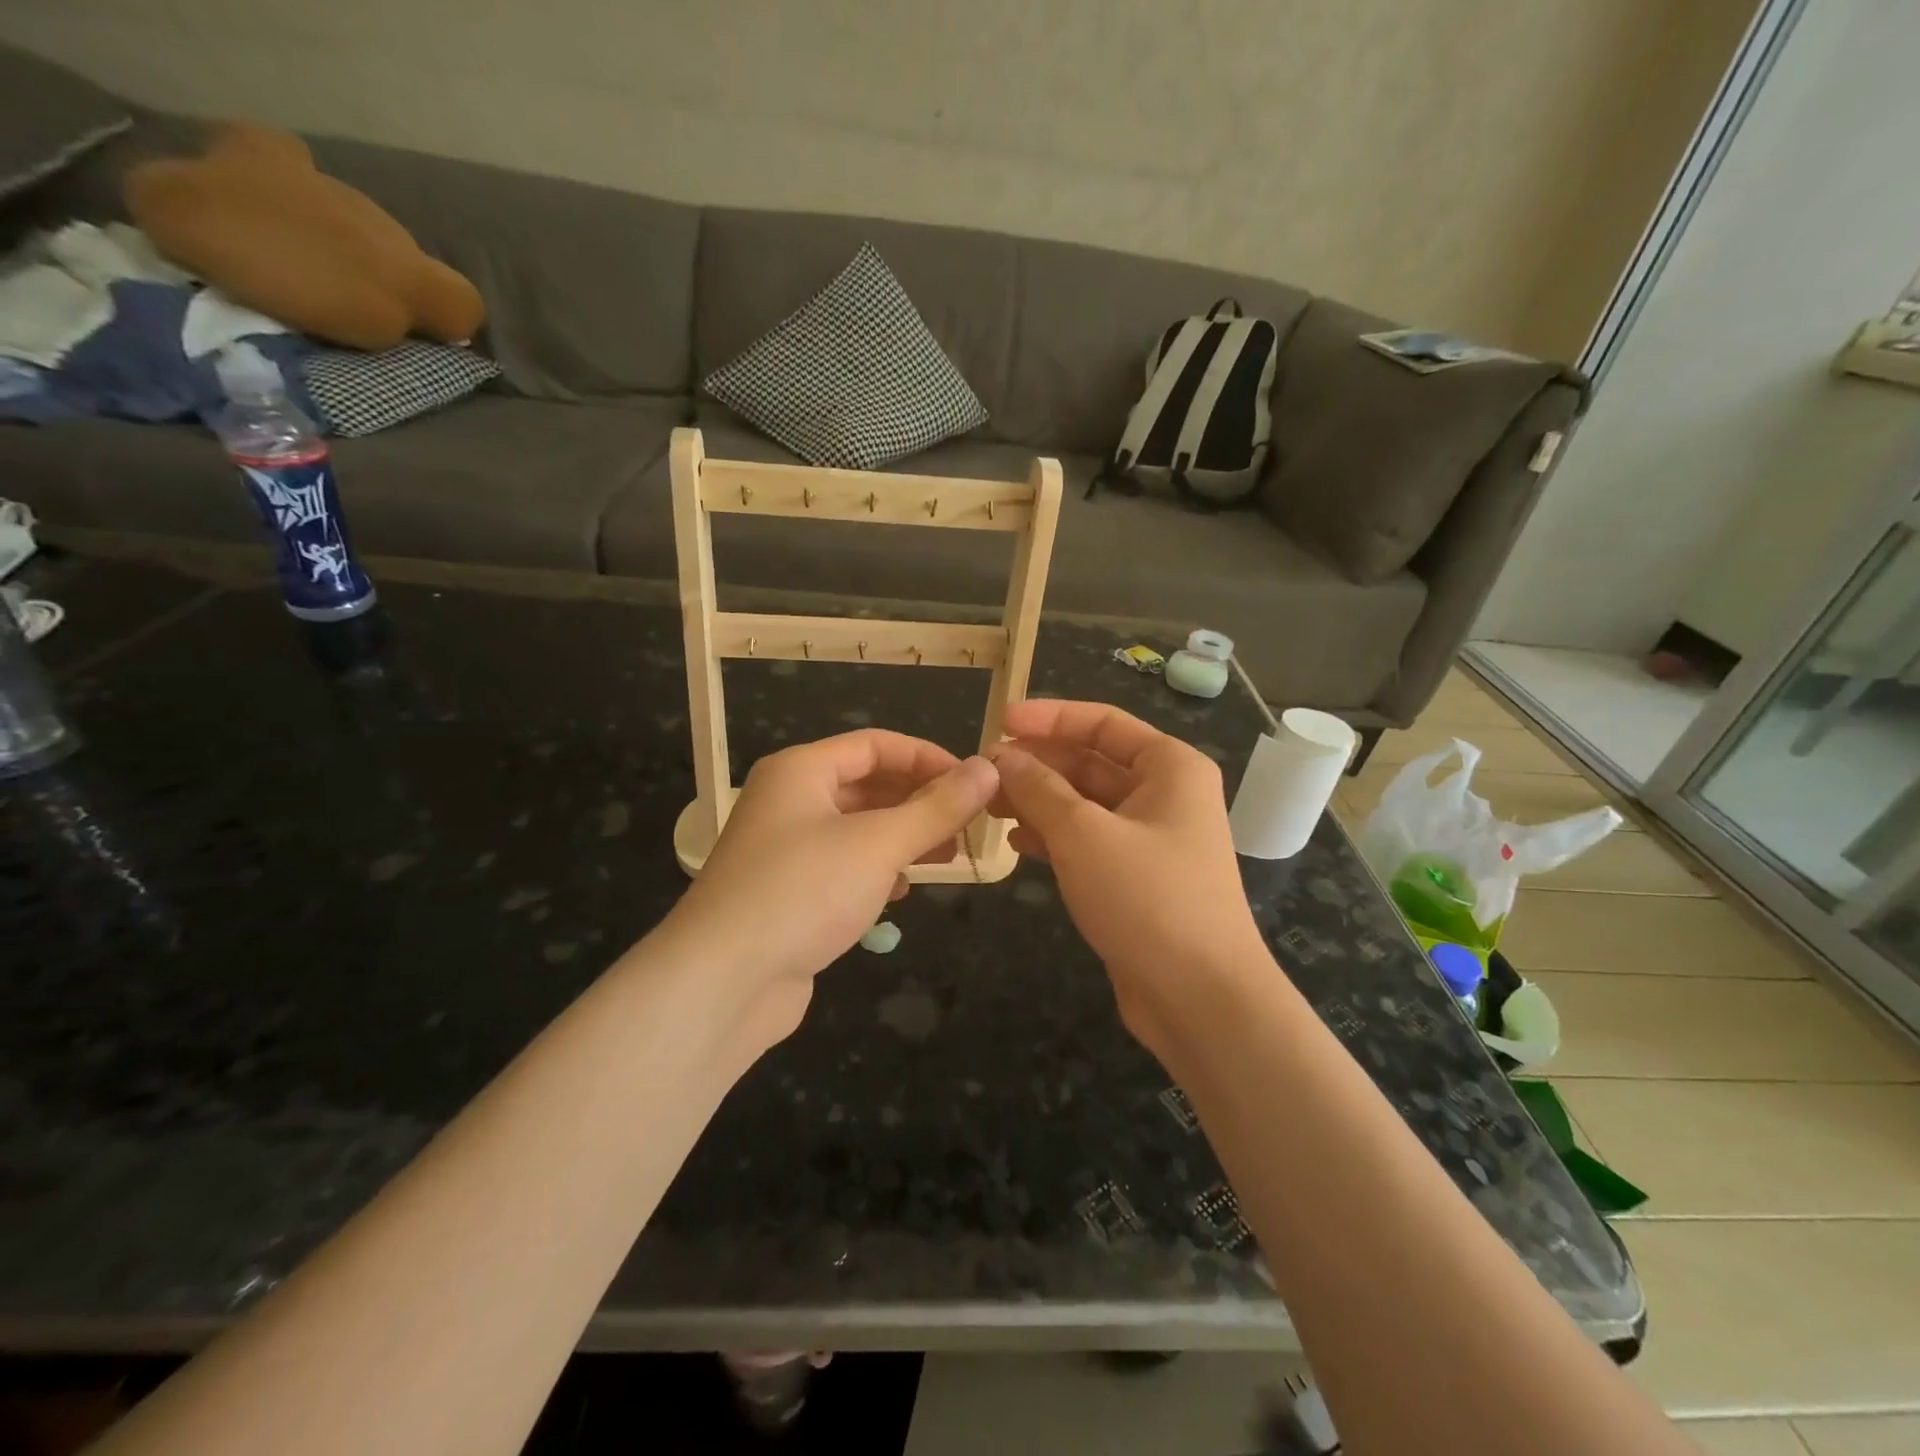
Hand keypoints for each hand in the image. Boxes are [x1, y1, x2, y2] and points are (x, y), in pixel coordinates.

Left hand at [661, 730, 998, 1047]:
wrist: (723, 983)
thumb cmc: (803, 892)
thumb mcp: (879, 844)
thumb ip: (936, 808)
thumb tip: (988, 769)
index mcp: (801, 771)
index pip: (876, 745)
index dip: (928, 758)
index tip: (974, 783)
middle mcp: (790, 801)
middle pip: (867, 785)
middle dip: (920, 801)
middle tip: (969, 824)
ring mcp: (786, 850)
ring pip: (858, 829)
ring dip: (904, 837)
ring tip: (948, 855)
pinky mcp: (789, 893)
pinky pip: (844, 866)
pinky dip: (878, 870)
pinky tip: (902, 891)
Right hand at [986, 700, 1270, 1054]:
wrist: (1201, 998)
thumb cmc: (1148, 898)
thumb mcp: (1084, 834)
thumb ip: (1039, 789)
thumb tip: (1001, 757)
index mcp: (1169, 768)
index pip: (1102, 723)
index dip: (1049, 718)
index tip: (1000, 721)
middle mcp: (1164, 795)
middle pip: (1091, 763)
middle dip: (1038, 765)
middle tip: (985, 771)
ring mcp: (1151, 839)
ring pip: (1085, 804)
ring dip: (1039, 801)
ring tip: (990, 806)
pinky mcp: (1136, 879)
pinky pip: (1088, 842)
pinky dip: (1053, 838)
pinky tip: (1017, 844)